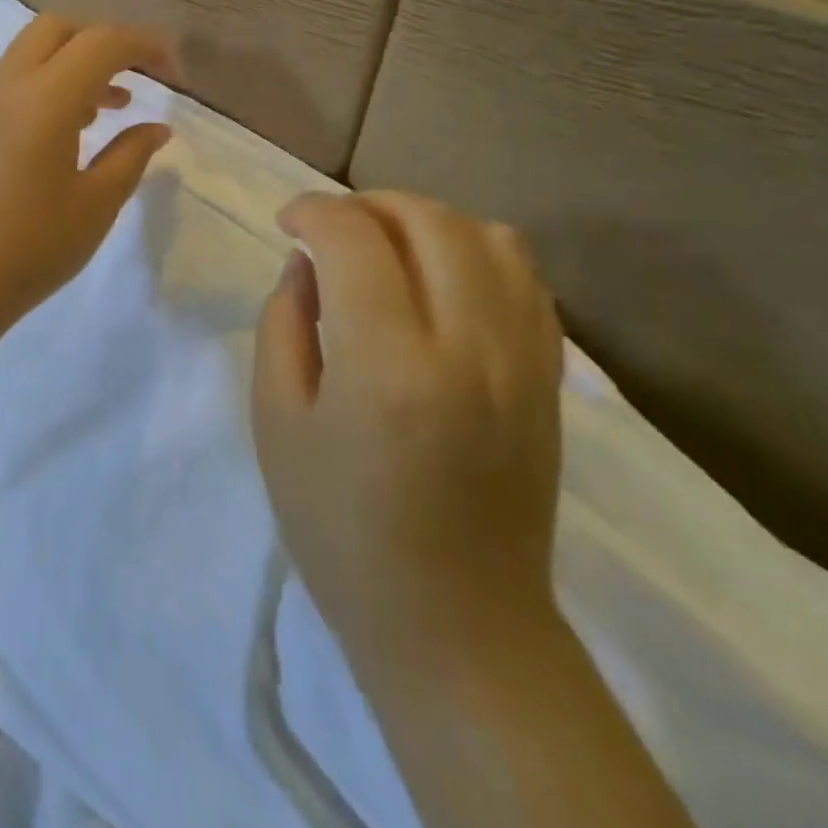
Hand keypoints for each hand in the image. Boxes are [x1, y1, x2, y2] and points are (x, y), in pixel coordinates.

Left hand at [0, 15, 176, 336]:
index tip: (175, 76)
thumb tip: (156, 127)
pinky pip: (15, 82)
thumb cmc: (29, 248)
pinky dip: (50, 84)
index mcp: (44, 98)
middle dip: (104, 39)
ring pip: (32, 52)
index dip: (146, 45)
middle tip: (138, 76)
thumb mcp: (95, 206)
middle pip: (58, 28)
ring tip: (113, 105)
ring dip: (75, 62)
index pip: (102, 41)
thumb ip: (130, 156)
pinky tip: (72, 129)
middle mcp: (8, 87)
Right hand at [252, 191, 564, 658]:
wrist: (456, 624)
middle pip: (428, 221)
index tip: (288, 223)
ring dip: (425, 220)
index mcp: (387, 366)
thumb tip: (306, 264)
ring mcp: (523, 362)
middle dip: (368, 203)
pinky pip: (526, 279)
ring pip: (488, 237)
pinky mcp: (550, 380)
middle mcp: (468, 348)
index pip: (353, 239)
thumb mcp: (277, 420)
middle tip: (330, 227)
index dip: (313, 211)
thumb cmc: (340, 527)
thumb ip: (284, 322)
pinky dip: (476, 251)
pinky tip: (439, 277)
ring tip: (386, 244)